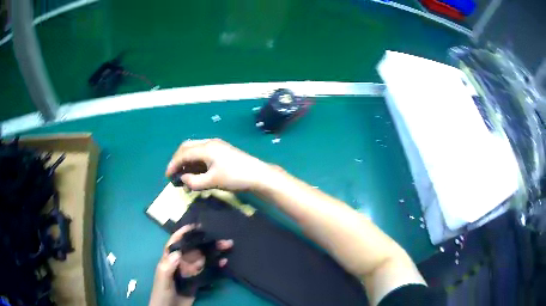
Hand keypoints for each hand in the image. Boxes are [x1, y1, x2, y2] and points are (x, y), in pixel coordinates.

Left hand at [149, 224, 232, 305]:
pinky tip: (224, 262)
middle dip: (206, 243)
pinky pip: (207, 271)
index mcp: (169, 260)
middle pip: (194, 250)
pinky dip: (215, 266)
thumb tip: (177, 253)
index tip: (197, 226)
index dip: (184, 233)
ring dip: (214, 253)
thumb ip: (167, 267)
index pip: (176, 242)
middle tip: (222, 240)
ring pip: (202, 259)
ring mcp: (189, 272)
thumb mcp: (162, 280)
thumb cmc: (162, 293)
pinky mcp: (196, 281)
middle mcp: (180, 263)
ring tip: (227, 247)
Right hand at [166, 139, 272, 191]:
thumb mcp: (212, 181)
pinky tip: (195, 173)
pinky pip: (203, 153)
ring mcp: (216, 146)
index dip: (173, 164)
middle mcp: (209, 143)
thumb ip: (194, 181)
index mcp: (206, 148)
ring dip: (187, 161)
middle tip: (174, 173)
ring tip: (183, 175)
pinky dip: (196, 162)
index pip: (183, 153)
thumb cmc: (235, 177)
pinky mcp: (222, 151)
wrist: (258, 175)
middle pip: (187, 147)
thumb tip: (182, 179)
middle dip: (178, 160)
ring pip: (195, 150)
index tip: (167, 176)